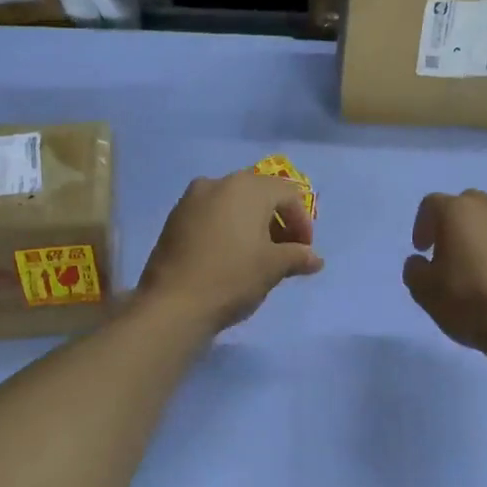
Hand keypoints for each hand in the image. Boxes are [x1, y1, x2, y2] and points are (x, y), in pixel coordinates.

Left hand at [139, 172, 322, 333]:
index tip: (304, 252)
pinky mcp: (174, 219)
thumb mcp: (273, 268)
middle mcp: (219, 183)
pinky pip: (210, 215)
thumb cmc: (232, 277)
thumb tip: (315, 259)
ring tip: (257, 255)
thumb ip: (298, 256)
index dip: (302, 222)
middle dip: (277, 219)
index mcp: (247, 187)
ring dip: (251, 223)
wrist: (172, 304)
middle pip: (259, 194)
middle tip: (284, 250)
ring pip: (232, 203)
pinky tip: (228, 256)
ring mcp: (191, 199)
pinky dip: (226, 228)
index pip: (288, 194)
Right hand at [403, 190, 486, 355]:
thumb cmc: (470, 303)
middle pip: (467, 205)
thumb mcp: (424, 292)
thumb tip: (421, 262)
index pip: (432, 204)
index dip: (422, 225)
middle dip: (455, 224)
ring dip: (484, 236)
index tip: (423, 250)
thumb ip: (415, 269)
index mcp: (458, 212)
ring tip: (481, 269)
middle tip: (450, 254)